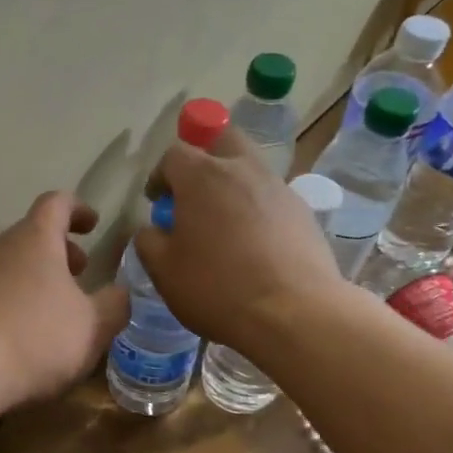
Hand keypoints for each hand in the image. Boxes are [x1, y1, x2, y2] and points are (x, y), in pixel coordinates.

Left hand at [0, 192, 131, 407]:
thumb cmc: (37, 337)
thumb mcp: (93, 325)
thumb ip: (114, 305)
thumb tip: (121, 293)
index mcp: (36, 239)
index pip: (56, 203)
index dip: (77, 209)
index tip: (92, 225)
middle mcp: (1, 249)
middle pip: (32, 235)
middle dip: (60, 251)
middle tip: (81, 274)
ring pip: (12, 266)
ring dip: (37, 279)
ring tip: (57, 311)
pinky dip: (15, 302)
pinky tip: (26, 335)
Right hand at [135, 128, 345, 353]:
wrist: (293, 313)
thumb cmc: (216, 288)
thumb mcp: (163, 270)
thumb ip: (149, 240)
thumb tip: (153, 229)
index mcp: (202, 176)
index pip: (174, 154)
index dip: (160, 176)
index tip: (157, 201)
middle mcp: (242, 169)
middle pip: (222, 139)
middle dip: (204, 156)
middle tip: (194, 193)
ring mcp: (278, 188)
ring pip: (250, 168)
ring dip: (232, 184)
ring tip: (224, 226)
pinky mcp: (303, 212)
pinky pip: (271, 198)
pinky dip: (257, 210)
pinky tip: (253, 246)